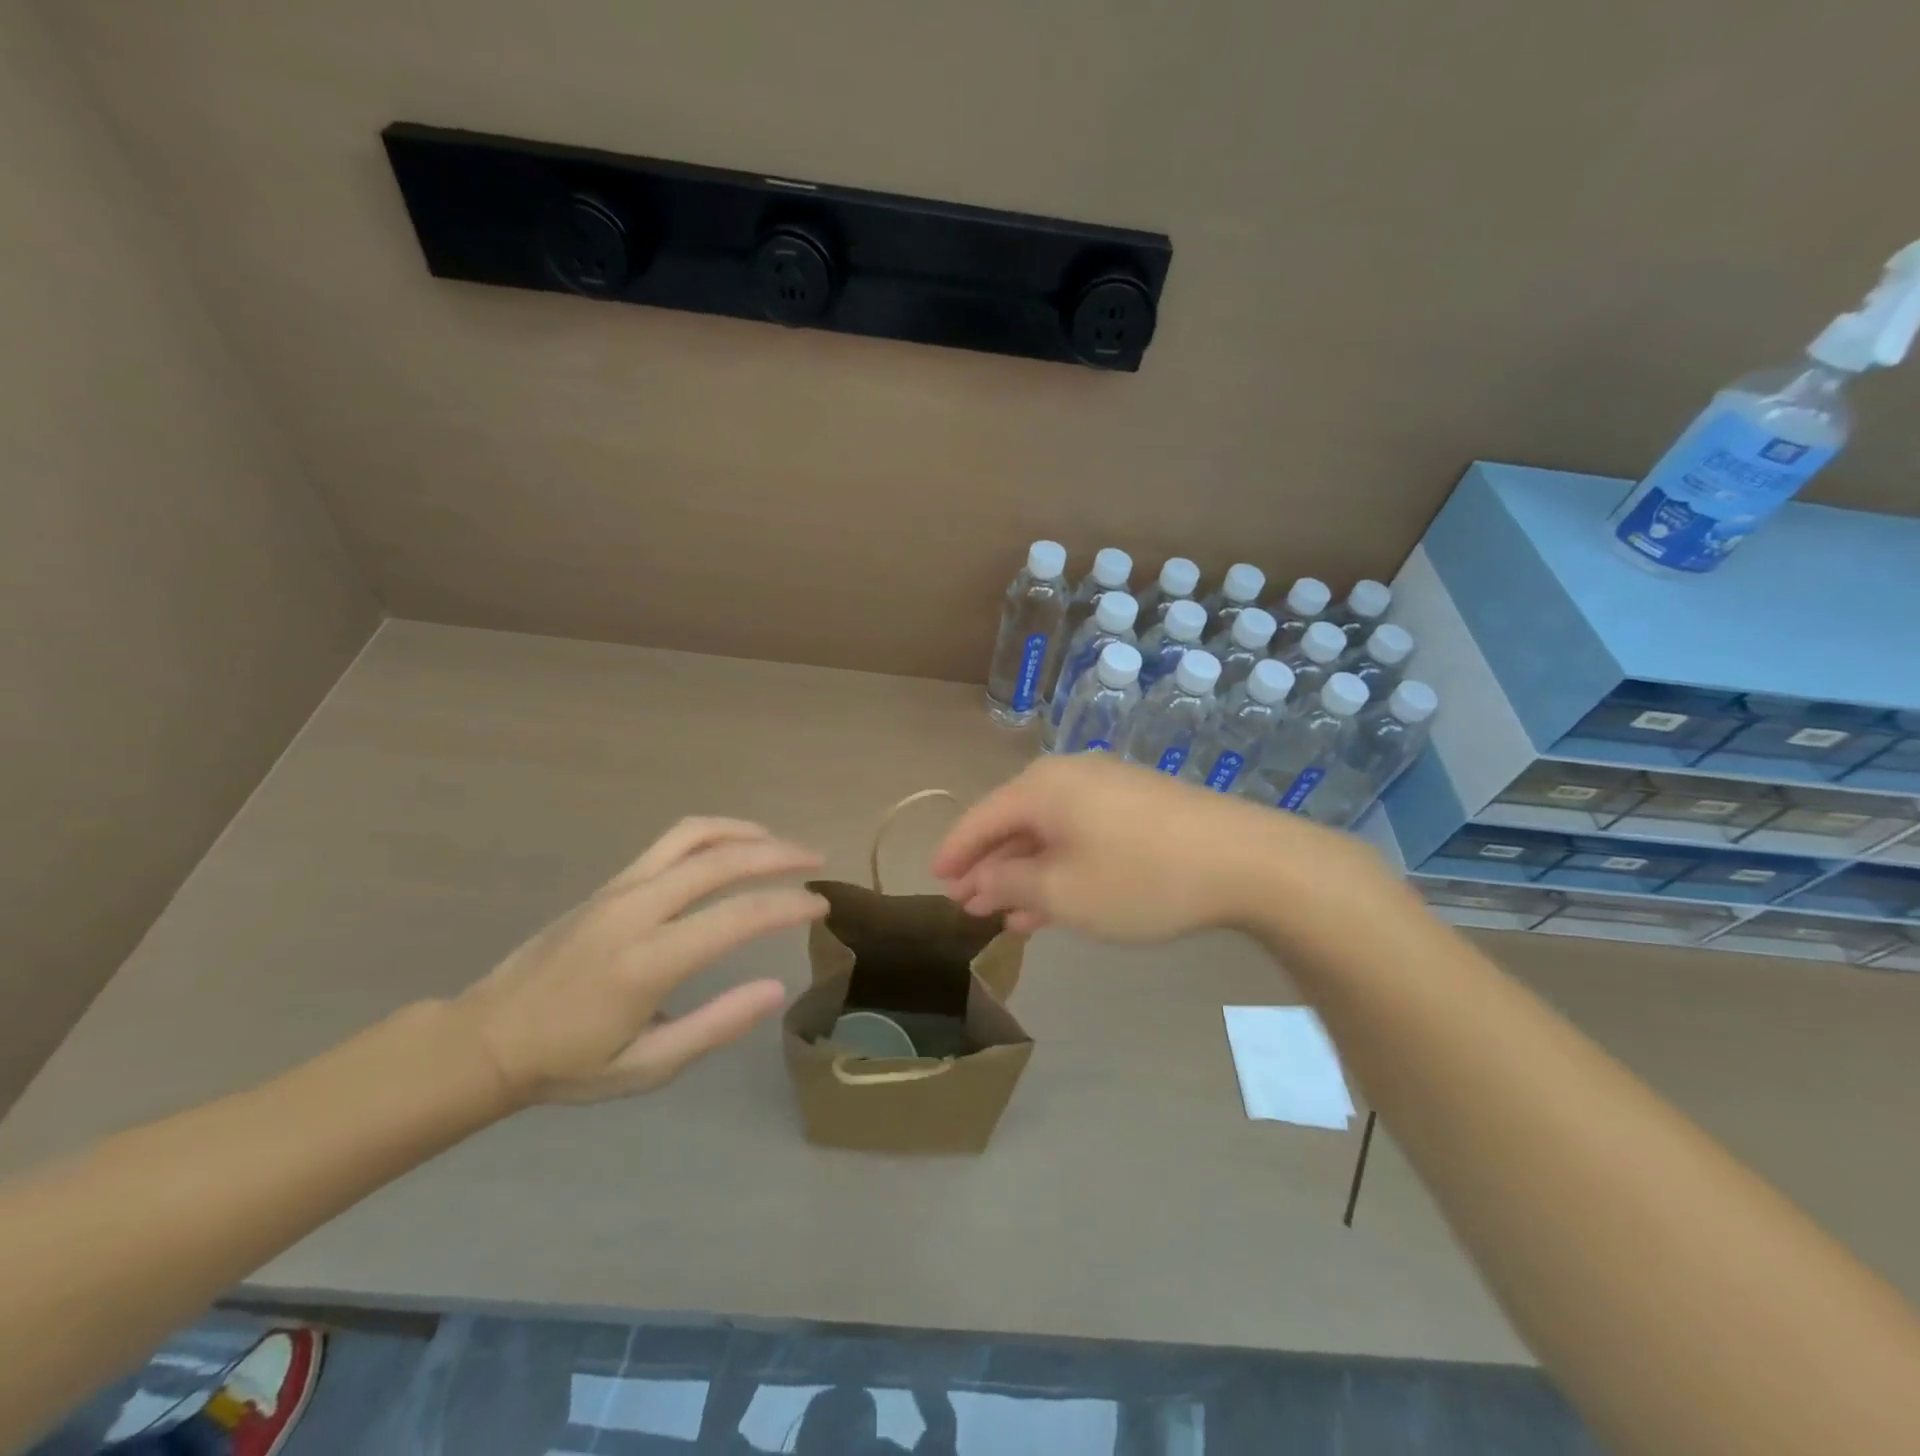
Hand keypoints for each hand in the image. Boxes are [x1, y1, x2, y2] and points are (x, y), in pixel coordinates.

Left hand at [453, 818, 825, 1105]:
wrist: (485, 1039)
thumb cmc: (568, 1064)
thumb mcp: (646, 1067)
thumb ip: (714, 1026)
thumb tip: (776, 988)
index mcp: (647, 963)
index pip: (736, 918)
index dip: (787, 907)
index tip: (821, 906)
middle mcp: (636, 912)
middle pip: (720, 861)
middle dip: (778, 854)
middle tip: (816, 860)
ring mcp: (619, 890)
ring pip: (694, 836)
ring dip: (745, 832)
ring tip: (780, 843)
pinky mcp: (609, 883)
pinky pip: (670, 842)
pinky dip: (713, 833)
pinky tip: (734, 846)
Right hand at [932, 755, 1392, 941]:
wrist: (1244, 860)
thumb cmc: (1139, 877)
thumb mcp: (1063, 892)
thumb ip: (1011, 885)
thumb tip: (980, 882)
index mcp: (1042, 787)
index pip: (980, 818)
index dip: (955, 852)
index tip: (936, 881)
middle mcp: (1069, 776)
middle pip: (1013, 823)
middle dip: (990, 868)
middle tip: (968, 905)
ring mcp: (1106, 788)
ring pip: (1048, 833)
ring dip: (1025, 873)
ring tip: (1004, 916)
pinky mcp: (1136, 806)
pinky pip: (1080, 835)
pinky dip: (1060, 867)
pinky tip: (1053, 903)